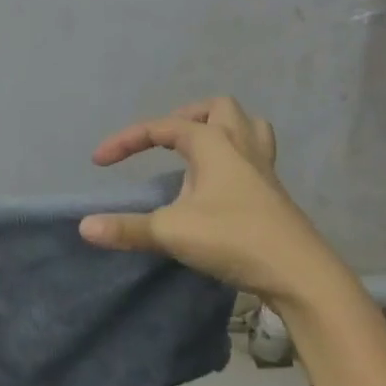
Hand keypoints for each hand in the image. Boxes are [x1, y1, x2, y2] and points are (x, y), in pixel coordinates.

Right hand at [79, 97, 349, 306]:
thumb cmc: (234, 239)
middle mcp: (241, 145)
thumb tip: (84, 227)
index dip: (126, 141)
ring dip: (221, 130)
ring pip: (247, 127)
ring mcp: (264, 169)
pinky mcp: (275, 194)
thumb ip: (126, 228)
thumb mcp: (171, 232)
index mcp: (213, 143)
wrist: (302, 276)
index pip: (161, 128)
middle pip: (218, 109)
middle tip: (165, 142)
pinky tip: (219, 187)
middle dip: (186, 117)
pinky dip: (234, 158)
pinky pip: (255, 156)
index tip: (99, 162)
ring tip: (198, 151)